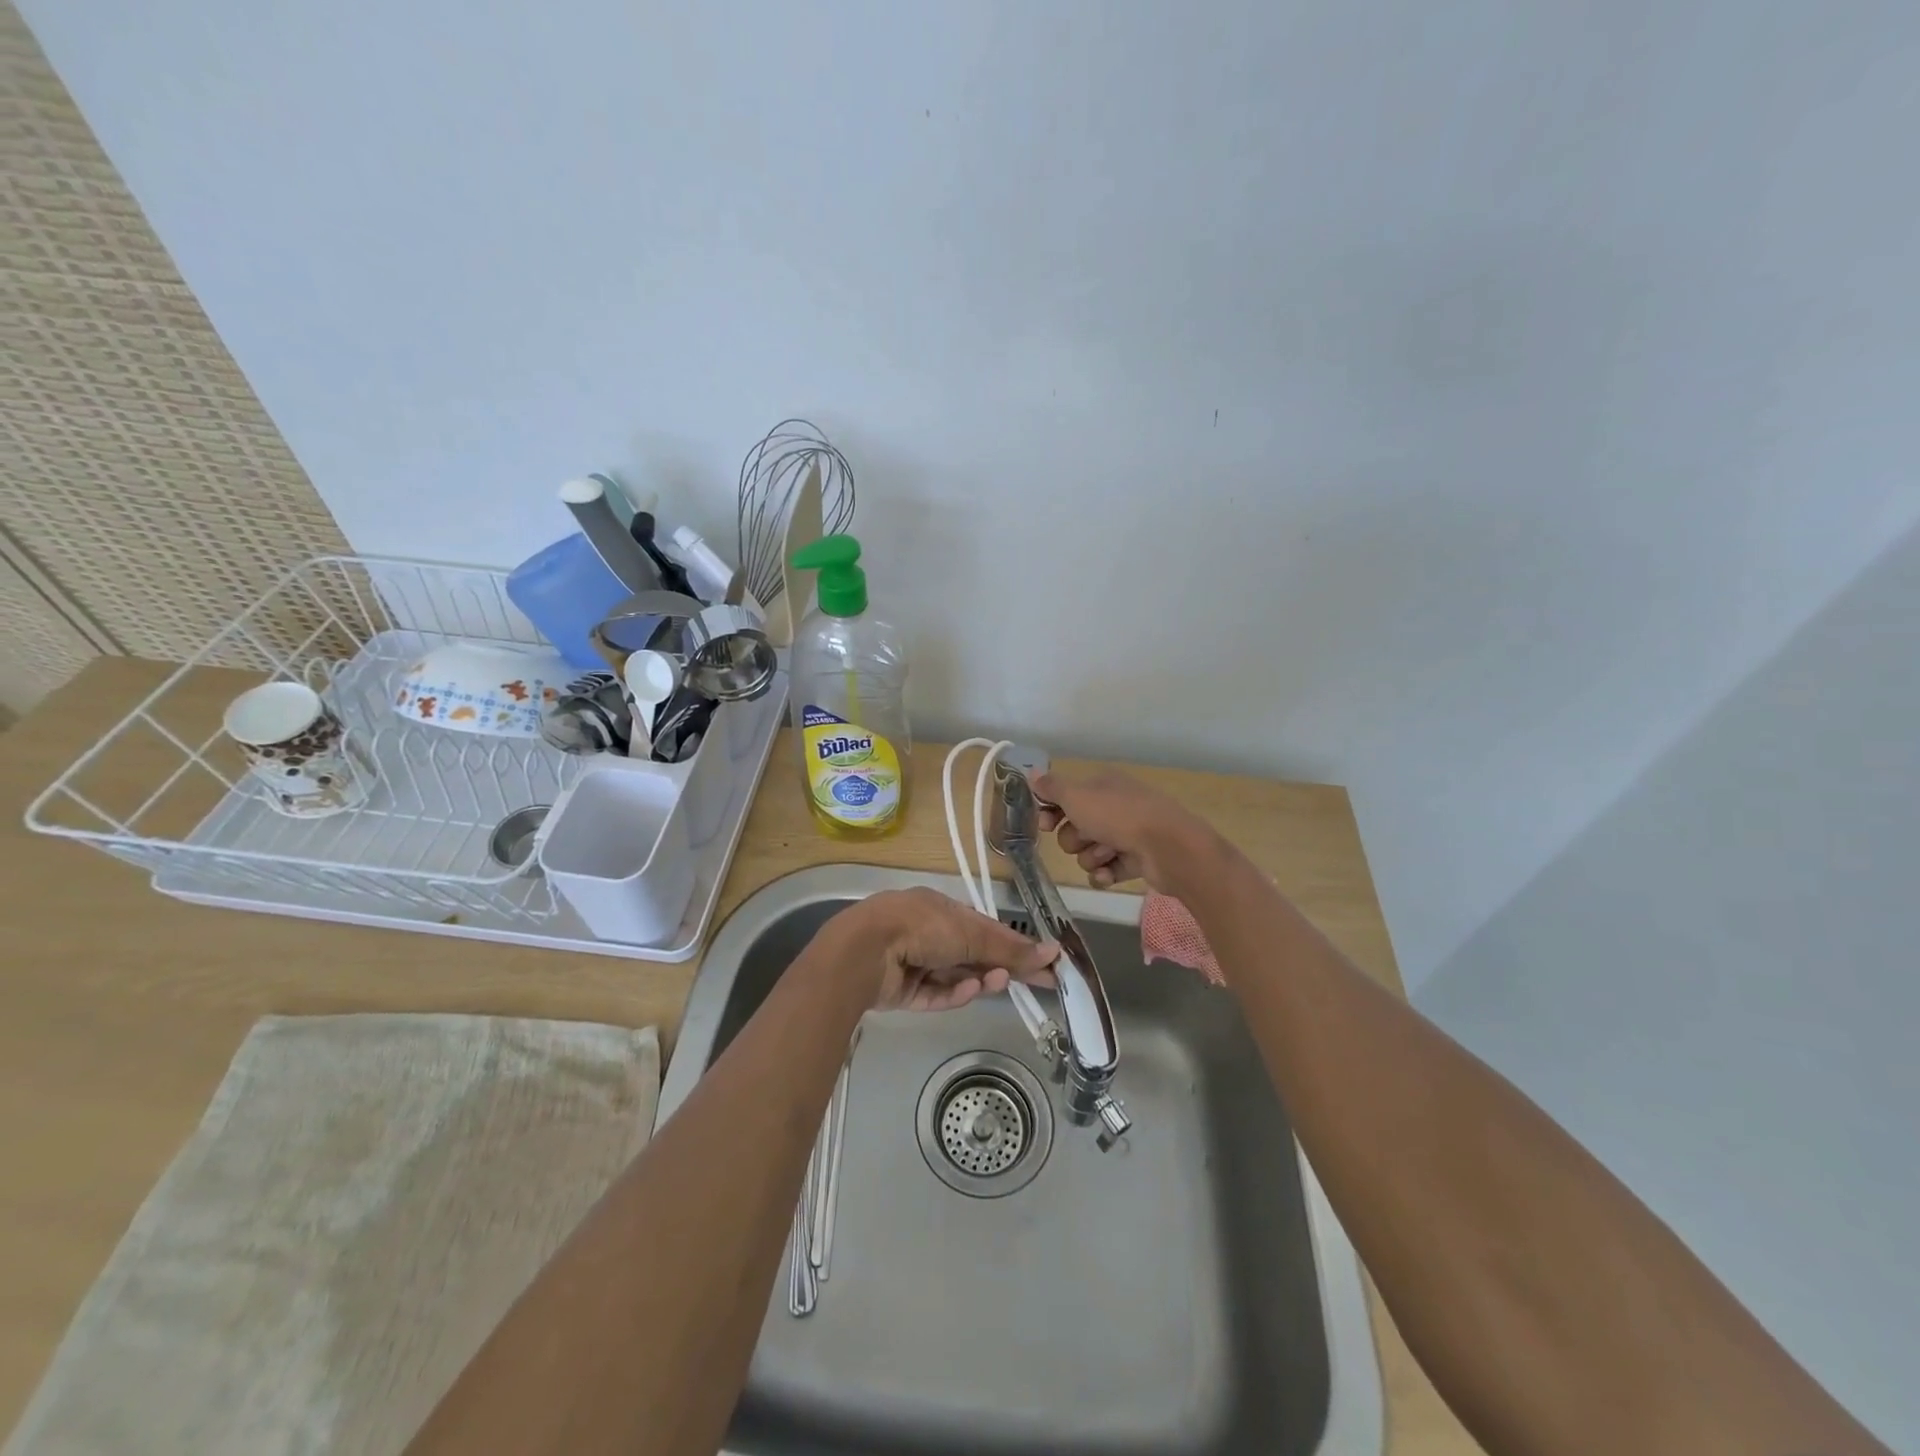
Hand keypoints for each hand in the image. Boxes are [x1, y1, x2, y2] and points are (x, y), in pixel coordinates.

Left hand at [837, 888, 1057, 1011]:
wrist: (866, 951)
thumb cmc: (921, 927)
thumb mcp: (970, 933)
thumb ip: (1009, 948)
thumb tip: (1052, 952)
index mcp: (941, 910)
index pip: (987, 928)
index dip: (1018, 946)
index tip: (1048, 963)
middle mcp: (928, 933)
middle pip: (975, 954)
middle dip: (1004, 967)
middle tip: (1041, 983)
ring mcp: (914, 963)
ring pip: (957, 976)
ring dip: (979, 980)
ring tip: (996, 983)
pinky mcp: (904, 992)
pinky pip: (936, 995)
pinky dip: (954, 994)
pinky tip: (969, 991)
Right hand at [1033, 768, 1215, 893]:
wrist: (1168, 847)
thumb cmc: (1118, 815)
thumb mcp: (1077, 796)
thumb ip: (1051, 787)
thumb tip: (1031, 773)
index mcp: (1102, 785)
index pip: (1066, 796)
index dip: (1051, 811)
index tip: (1045, 823)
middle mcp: (1114, 807)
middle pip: (1075, 828)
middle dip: (1074, 838)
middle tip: (1086, 837)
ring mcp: (1127, 834)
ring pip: (1089, 851)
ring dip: (1092, 856)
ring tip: (1107, 855)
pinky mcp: (1136, 861)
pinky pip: (1107, 871)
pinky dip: (1105, 874)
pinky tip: (1109, 874)